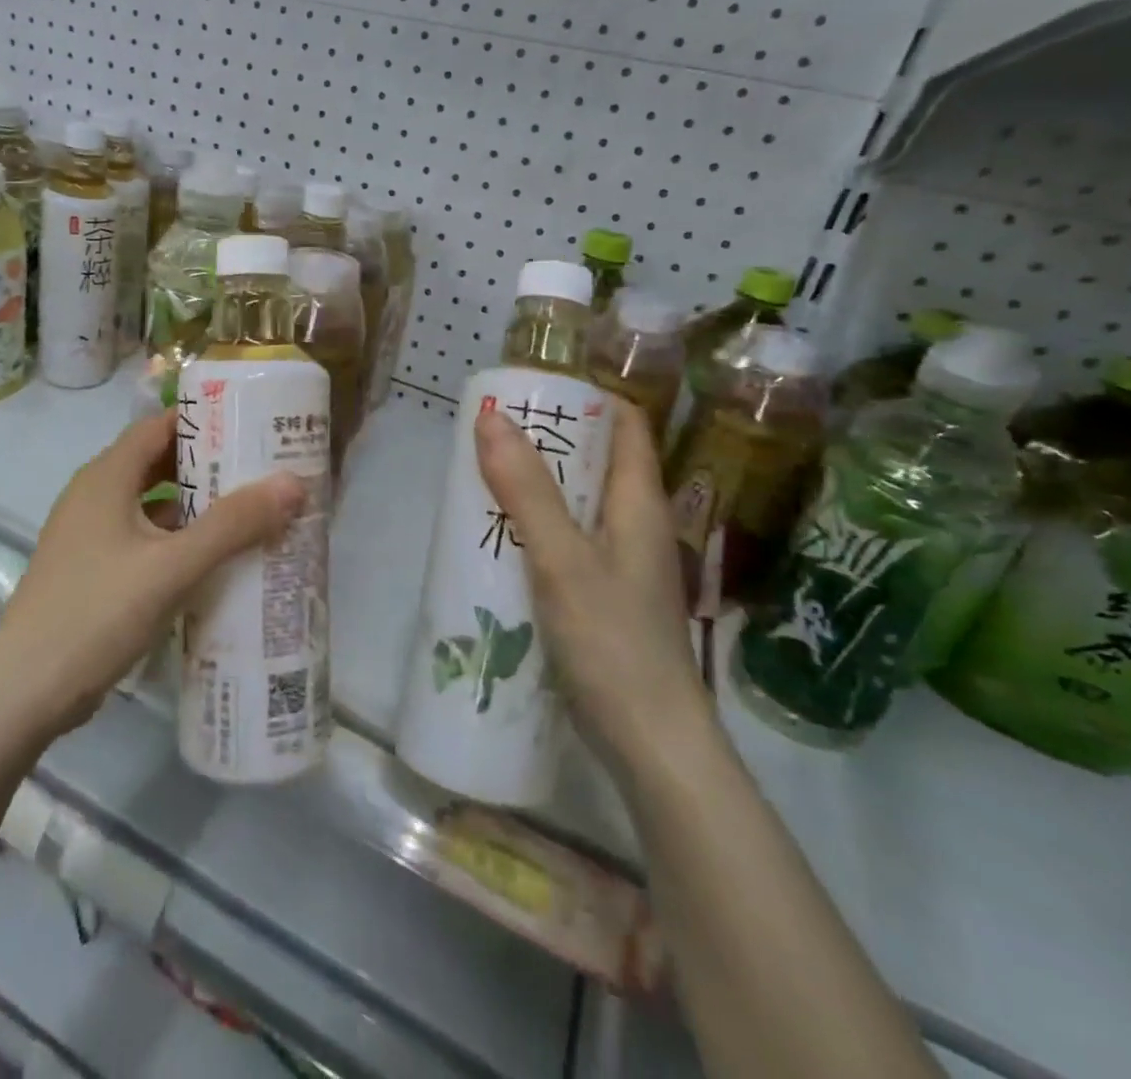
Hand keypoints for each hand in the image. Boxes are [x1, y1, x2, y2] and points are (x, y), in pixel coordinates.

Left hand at [0, 409, 305, 736]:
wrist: (25, 690)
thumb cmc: (97, 613)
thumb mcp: (173, 566)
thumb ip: (233, 525)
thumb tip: (292, 483)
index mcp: (106, 477)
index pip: (158, 425)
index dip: (203, 420)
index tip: (250, 423)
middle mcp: (94, 495)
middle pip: (156, 462)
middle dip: (207, 464)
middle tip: (261, 469)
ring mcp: (89, 534)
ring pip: (150, 503)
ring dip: (194, 505)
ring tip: (248, 511)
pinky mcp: (91, 569)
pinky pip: (142, 537)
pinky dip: (176, 539)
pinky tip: (211, 559)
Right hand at [474, 399, 710, 769]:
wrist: (649, 743)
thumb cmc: (612, 641)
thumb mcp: (562, 557)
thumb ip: (526, 489)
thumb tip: (492, 416)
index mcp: (639, 504)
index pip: (626, 426)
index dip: (587, 398)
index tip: (533, 387)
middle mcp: (634, 527)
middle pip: (594, 464)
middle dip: (546, 442)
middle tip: (489, 432)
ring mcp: (619, 566)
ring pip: (575, 506)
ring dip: (533, 487)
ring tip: (481, 476)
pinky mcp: (600, 599)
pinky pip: (564, 545)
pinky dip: (532, 530)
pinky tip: (494, 540)